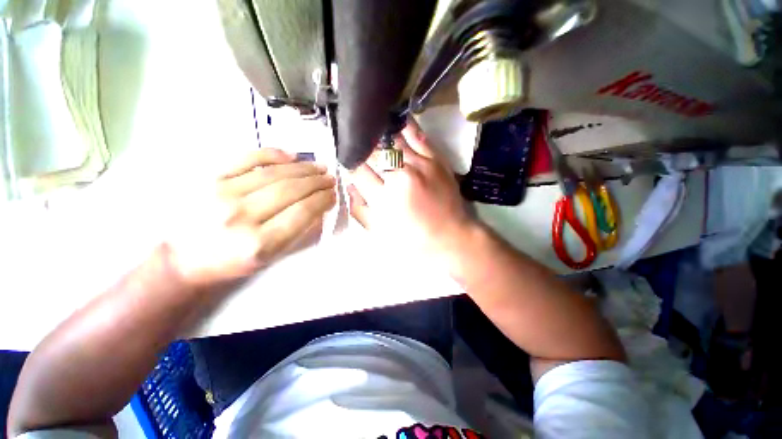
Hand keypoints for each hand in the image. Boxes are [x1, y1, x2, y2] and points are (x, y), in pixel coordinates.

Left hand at [168, 148, 335, 287]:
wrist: (185, 257)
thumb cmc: (233, 261)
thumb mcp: (271, 257)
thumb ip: (299, 233)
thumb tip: (320, 207)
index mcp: (259, 244)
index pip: (302, 212)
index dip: (322, 200)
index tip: (333, 194)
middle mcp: (241, 217)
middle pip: (291, 190)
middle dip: (317, 182)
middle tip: (330, 178)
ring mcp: (222, 194)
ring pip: (274, 173)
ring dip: (302, 168)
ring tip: (318, 166)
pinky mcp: (209, 178)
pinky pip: (247, 159)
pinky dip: (272, 154)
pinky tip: (291, 155)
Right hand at [348, 120, 478, 263]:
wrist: (450, 236)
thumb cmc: (413, 239)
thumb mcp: (381, 232)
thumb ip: (360, 209)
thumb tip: (349, 184)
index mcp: (384, 199)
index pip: (358, 171)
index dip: (351, 164)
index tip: (350, 162)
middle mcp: (400, 177)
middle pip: (373, 153)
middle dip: (362, 150)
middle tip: (360, 148)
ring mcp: (420, 165)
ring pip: (391, 140)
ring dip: (378, 136)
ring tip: (371, 129)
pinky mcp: (435, 159)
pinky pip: (416, 135)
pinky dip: (403, 127)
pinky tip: (394, 121)